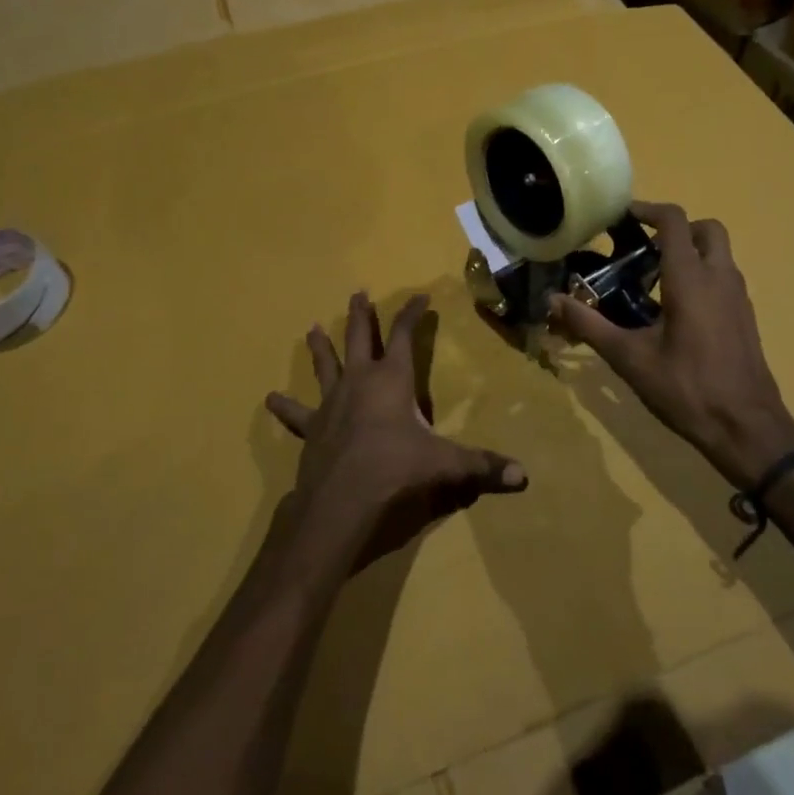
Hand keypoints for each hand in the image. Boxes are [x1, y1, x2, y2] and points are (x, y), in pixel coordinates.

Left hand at [266, 291, 527, 568]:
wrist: (342, 501)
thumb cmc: (396, 471)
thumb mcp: (446, 466)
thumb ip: (483, 468)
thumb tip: (524, 477)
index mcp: (392, 380)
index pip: (406, 336)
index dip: (413, 314)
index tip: (420, 296)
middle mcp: (359, 382)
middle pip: (360, 338)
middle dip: (362, 315)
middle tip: (358, 293)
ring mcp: (332, 404)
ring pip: (325, 366)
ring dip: (321, 347)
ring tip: (312, 328)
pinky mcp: (312, 429)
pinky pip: (297, 413)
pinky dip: (284, 407)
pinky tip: (269, 398)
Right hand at [550, 202, 793, 490]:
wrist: (746, 428)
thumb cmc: (686, 389)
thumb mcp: (629, 358)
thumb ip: (589, 325)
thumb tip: (553, 300)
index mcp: (691, 279)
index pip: (675, 222)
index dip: (647, 210)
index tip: (621, 217)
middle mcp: (720, 278)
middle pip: (706, 229)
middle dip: (675, 228)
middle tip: (642, 248)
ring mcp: (738, 298)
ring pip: (718, 254)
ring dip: (690, 252)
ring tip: (651, 280)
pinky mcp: (745, 317)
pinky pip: (723, 278)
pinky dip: (701, 275)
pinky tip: (674, 310)